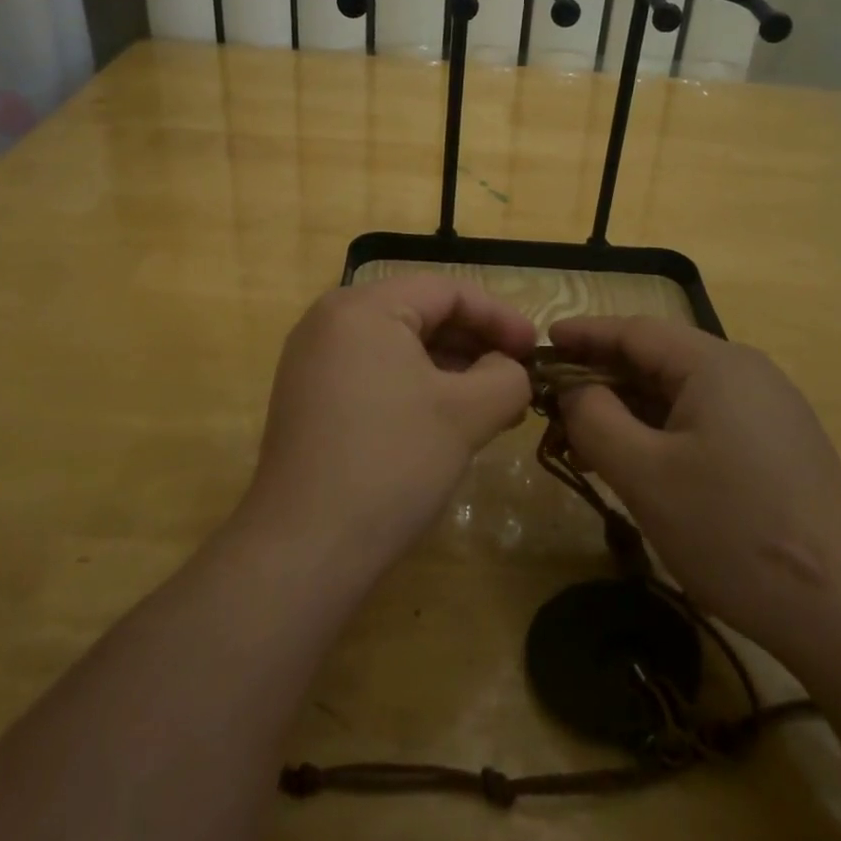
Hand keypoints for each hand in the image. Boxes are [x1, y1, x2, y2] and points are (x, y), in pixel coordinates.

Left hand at [240, 276, 536, 576]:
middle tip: (518, 378)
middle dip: (476, 344)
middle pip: (421, 313)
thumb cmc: (392, 463)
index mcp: (363, 307)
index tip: (536, 350)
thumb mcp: (466, 413)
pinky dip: (418, 387)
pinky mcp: (309, 398)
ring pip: (400, 346)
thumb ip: (507, 376)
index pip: (446, 291)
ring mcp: (314, 361)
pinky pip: (376, 372)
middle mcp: (330, 321)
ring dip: (451, 369)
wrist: (305, 549)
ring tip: (494, 404)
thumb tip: (510, 369)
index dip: (499, 316)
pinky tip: (449, 419)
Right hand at [548, 316, 840, 662]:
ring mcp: (768, 410)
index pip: (635, 331)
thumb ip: (595, 418)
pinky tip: (640, 463)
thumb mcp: (644, 474)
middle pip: (658, 359)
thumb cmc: (732, 531)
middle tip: (556, 407)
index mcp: (716, 364)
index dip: (585, 334)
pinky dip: (663, 431)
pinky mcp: (778, 446)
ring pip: (681, 393)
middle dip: (603, 378)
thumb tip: (575, 389)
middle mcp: (746, 372)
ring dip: (631, 410)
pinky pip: (705, 420)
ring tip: (588, 441)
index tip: (543, 344)